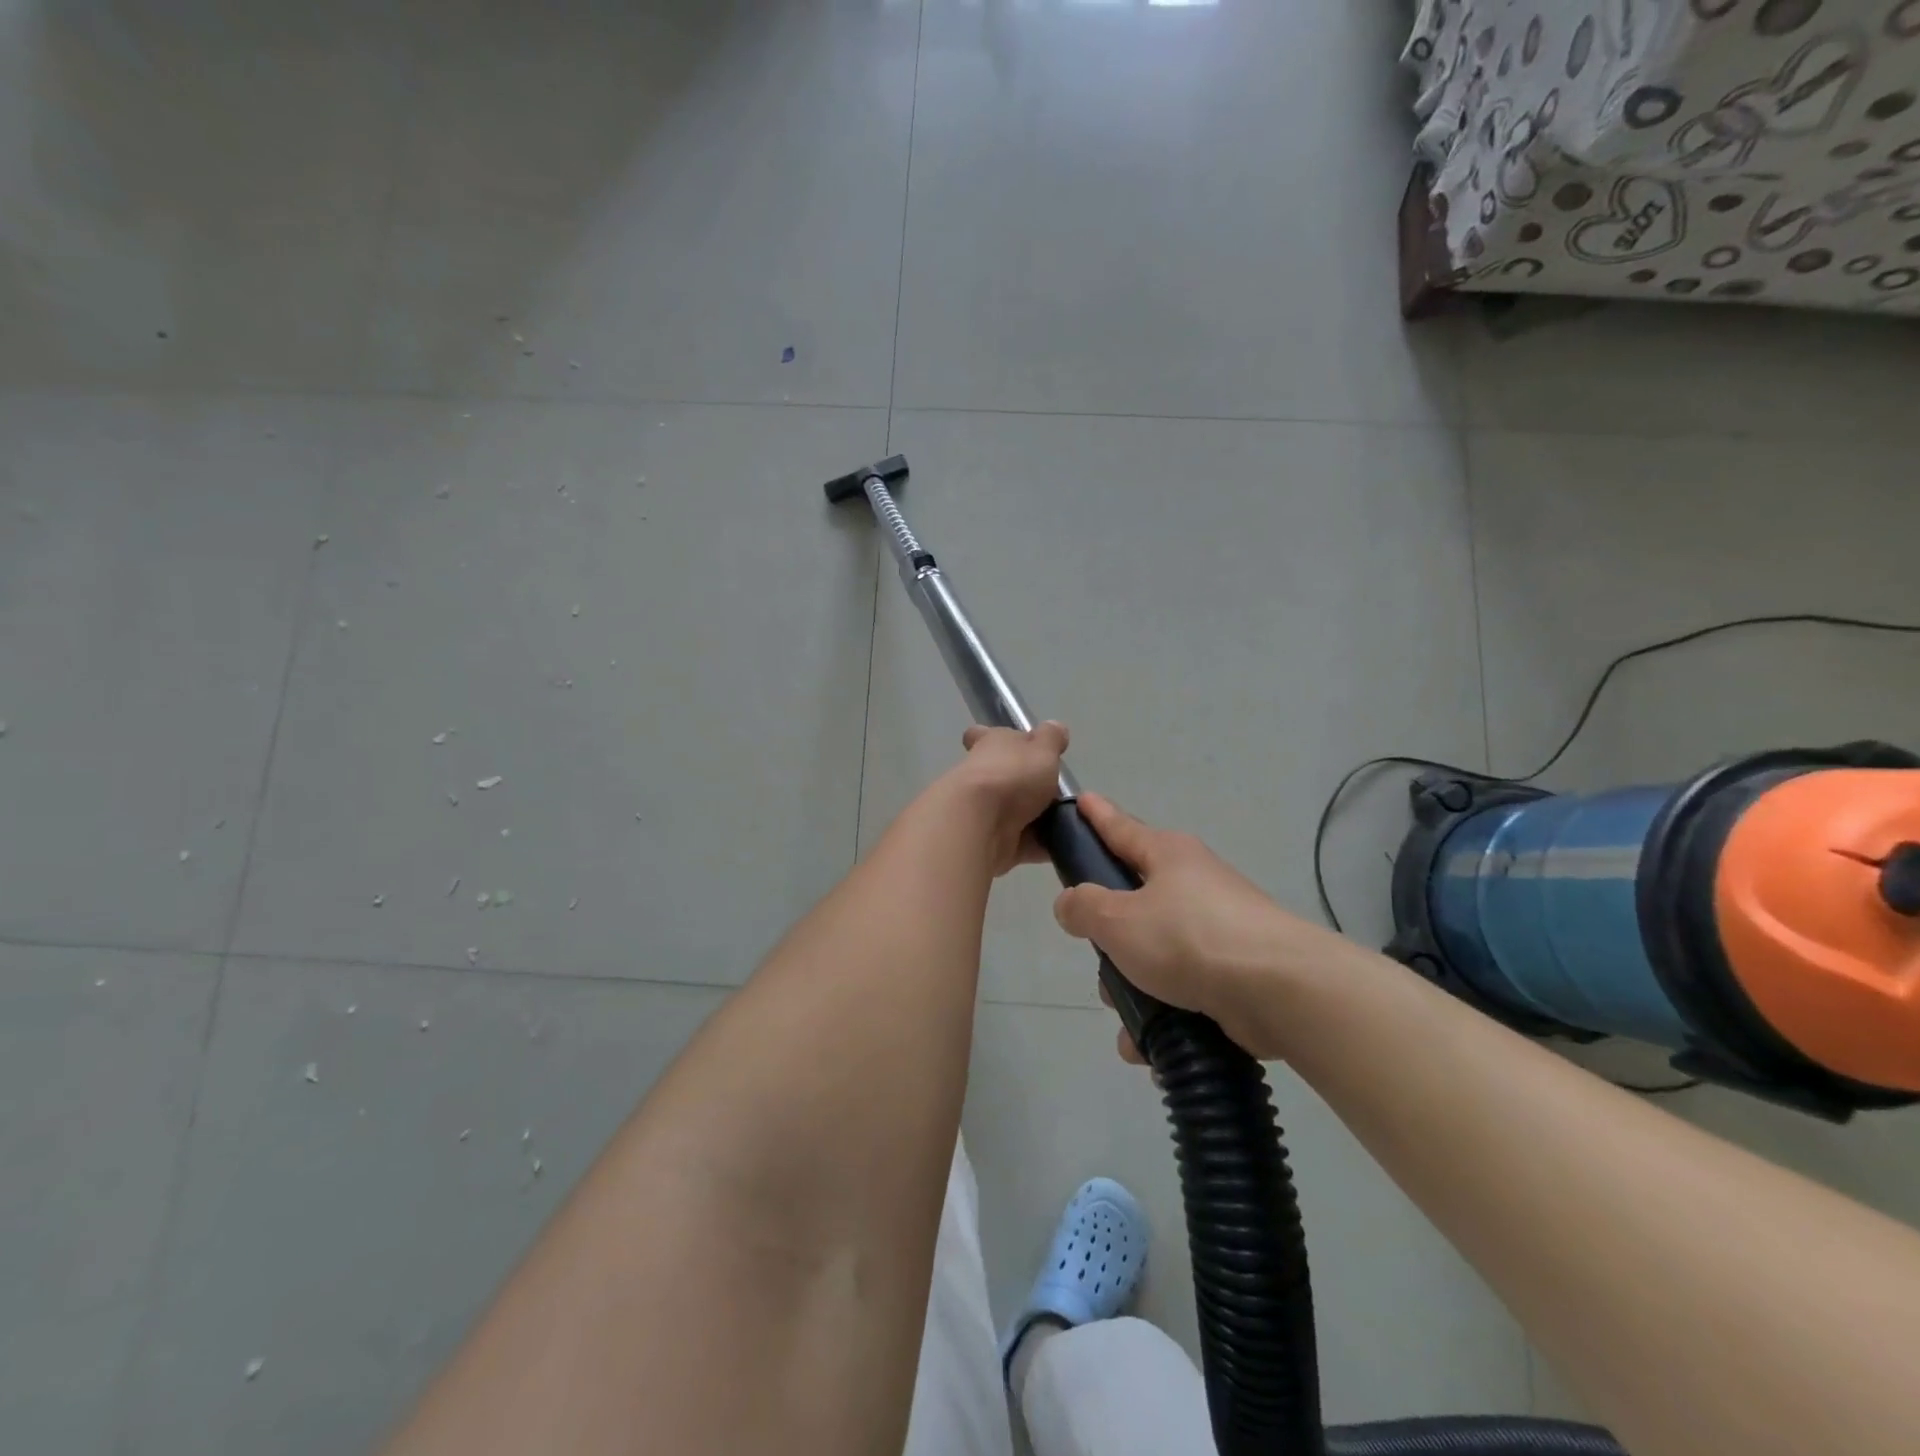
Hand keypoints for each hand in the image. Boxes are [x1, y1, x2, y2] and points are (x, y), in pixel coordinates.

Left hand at [936, 722, 1069, 876]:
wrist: (980, 823)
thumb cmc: (1012, 775)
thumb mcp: (1042, 749)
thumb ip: (1051, 739)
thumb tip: (1055, 727)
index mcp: (990, 744)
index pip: (984, 735)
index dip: (994, 737)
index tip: (1013, 746)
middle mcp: (982, 775)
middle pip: (1003, 777)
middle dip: (1026, 786)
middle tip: (1057, 793)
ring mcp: (983, 810)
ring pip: (1013, 811)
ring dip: (1036, 817)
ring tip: (1067, 821)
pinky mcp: (990, 841)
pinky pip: (1021, 841)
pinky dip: (1038, 845)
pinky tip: (1061, 846)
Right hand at [1052, 794, 1361, 1062]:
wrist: (1279, 990)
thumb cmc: (1189, 938)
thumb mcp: (1118, 919)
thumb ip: (1083, 907)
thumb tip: (1071, 903)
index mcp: (1166, 855)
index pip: (1120, 827)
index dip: (1096, 815)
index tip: (1080, 800)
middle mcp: (1192, 884)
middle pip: (1133, 901)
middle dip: (1109, 936)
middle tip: (1098, 953)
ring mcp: (1215, 927)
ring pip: (1153, 951)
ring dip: (1132, 984)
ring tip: (1126, 1013)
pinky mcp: (1231, 970)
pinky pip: (1180, 986)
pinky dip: (1161, 1010)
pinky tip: (1147, 1041)